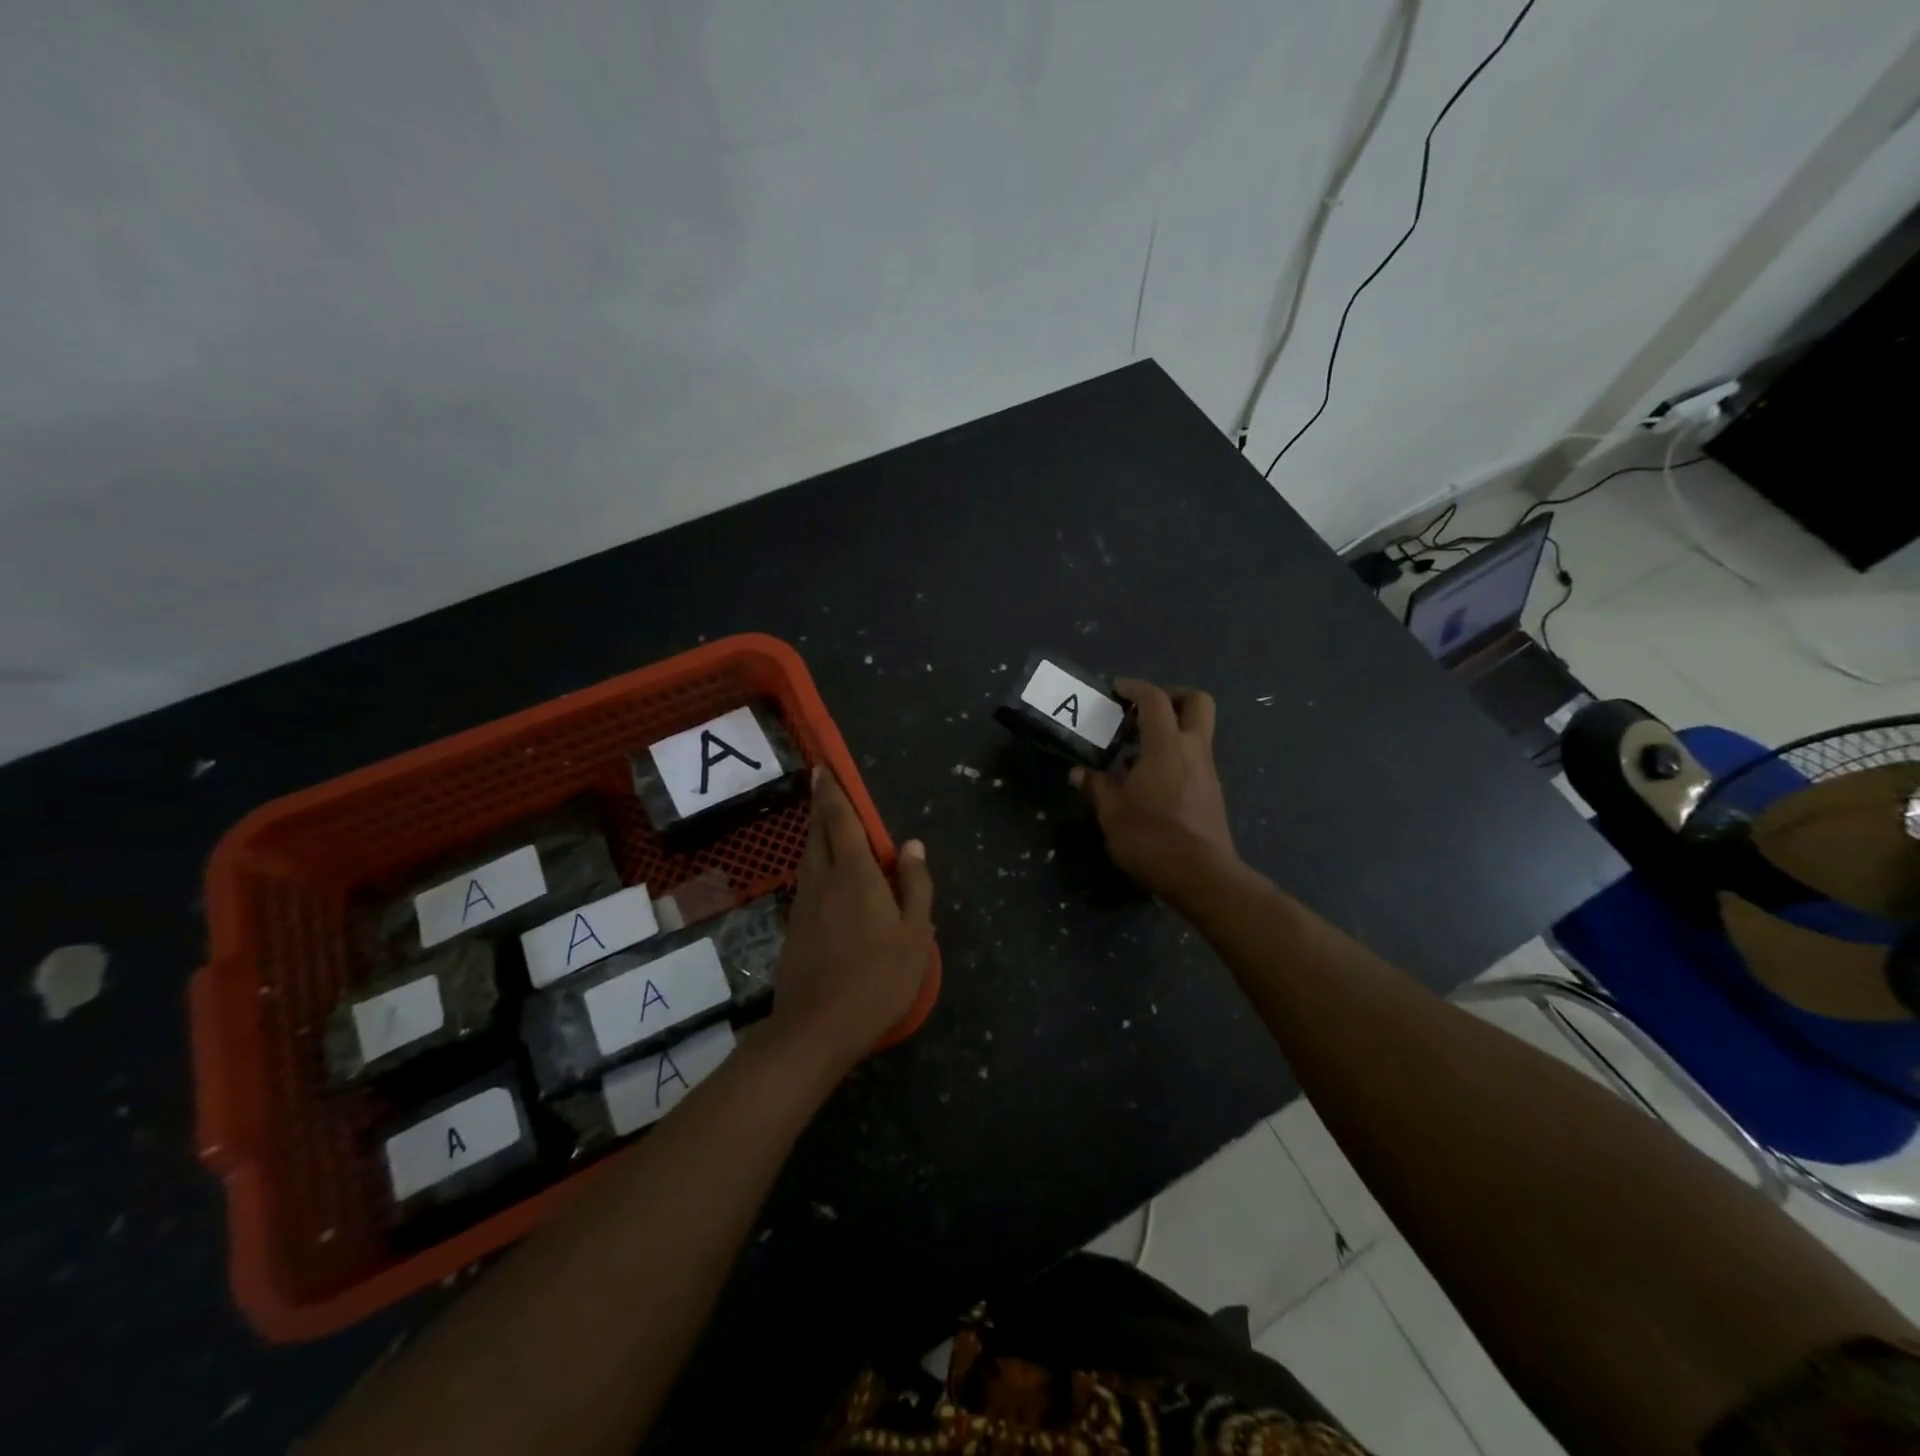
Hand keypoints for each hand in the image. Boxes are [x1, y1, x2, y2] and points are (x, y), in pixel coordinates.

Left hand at [771, 767, 933, 1071]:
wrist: (817, 1028)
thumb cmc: (878, 979)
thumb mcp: (915, 934)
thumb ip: (915, 886)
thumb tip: (913, 845)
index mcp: (855, 875)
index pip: (841, 821)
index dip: (833, 793)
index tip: (824, 769)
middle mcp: (824, 880)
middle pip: (819, 833)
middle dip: (821, 806)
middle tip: (822, 785)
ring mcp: (804, 904)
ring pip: (809, 856)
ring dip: (817, 834)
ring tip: (827, 825)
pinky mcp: (795, 927)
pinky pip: (808, 881)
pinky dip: (816, 864)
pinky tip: (827, 877)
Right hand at [1072, 678, 1237, 897]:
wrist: (1201, 876)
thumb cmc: (1152, 838)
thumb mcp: (1112, 813)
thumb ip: (1096, 787)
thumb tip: (1078, 773)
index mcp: (1167, 746)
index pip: (1155, 699)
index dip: (1135, 687)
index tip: (1116, 689)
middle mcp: (1194, 750)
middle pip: (1198, 702)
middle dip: (1173, 696)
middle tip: (1144, 710)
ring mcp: (1208, 772)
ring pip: (1199, 731)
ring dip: (1173, 729)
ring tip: (1140, 749)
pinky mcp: (1212, 793)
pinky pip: (1197, 758)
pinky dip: (1177, 755)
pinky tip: (1153, 779)